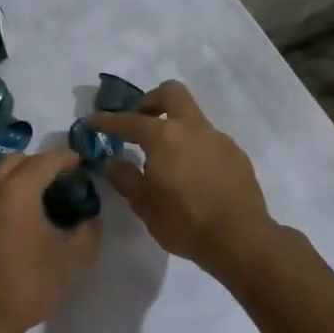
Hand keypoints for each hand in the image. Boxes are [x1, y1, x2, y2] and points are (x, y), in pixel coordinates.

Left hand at [0, 148, 98, 332]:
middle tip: (59, 181)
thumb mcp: (70, 263)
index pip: (46, 160)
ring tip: (34, 202)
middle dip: (39, 165)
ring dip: (15, 181)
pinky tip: (7, 226)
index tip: (81, 163)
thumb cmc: (23, 288)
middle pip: (15, 161)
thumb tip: (89, 219)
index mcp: (16, 190)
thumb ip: (87, 233)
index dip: (67, 158)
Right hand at [90, 80, 275, 278]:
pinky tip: (192, 175)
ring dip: (175, 127)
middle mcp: (192, 128)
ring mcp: (218, 139)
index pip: (129, 120)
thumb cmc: (184, 221)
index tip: (93, 121)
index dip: (107, 121)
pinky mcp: (236, 155)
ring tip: (165, 158)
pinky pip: (209, 140)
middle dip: (150, 101)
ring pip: (192, 117)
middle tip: (139, 121)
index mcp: (164, 136)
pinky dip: (194, 147)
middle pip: (171, 93)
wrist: (240, 239)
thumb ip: (125, 177)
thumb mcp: (144, 204)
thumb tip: (112, 161)